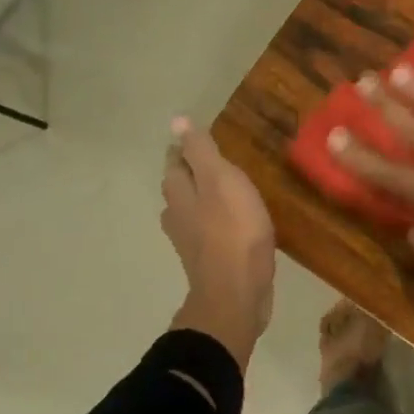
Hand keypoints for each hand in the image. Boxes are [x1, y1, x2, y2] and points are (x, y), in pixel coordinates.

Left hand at [163, 118, 275, 366]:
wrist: (237, 292)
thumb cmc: (233, 231)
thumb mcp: (221, 180)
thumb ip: (201, 152)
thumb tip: (177, 121)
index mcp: (179, 193)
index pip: (176, 161)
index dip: (187, 148)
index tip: (202, 140)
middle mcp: (177, 215)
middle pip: (180, 188)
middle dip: (192, 174)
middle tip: (215, 163)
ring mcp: (191, 242)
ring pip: (192, 212)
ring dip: (203, 200)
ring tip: (226, 192)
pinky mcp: (209, 262)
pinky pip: (210, 234)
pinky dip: (217, 224)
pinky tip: (235, 226)